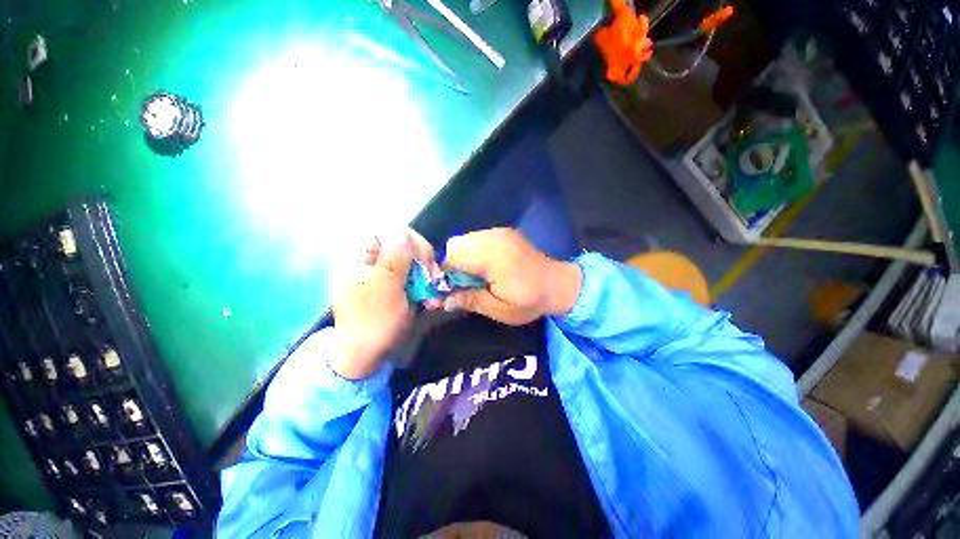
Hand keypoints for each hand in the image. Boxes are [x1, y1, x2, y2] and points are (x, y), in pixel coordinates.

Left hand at [329, 229, 439, 379]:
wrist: (366, 360)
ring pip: (412, 264)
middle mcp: (369, 264)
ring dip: (427, 278)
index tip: (425, 258)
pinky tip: (430, 301)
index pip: (385, 233)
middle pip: (402, 247)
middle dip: (422, 262)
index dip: (409, 240)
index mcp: (357, 260)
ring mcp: (383, 276)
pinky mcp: (395, 288)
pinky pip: (414, 279)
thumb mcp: (384, 290)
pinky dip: (425, 288)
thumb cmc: (372, 325)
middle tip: (434, 278)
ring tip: (433, 296)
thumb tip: (402, 231)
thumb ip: (394, 259)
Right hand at [442, 228, 581, 325]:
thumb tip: (442, 301)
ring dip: (459, 258)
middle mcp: (494, 239)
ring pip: (464, 240)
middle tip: (458, 285)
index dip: (441, 273)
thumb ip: (470, 301)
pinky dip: (471, 252)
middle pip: (455, 244)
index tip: (441, 290)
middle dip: (449, 265)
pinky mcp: (503, 232)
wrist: (559, 284)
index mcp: (494, 258)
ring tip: (470, 277)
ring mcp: (499, 232)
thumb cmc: (531, 301)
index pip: (453, 257)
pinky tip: (481, 267)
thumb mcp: (501, 310)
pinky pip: (475, 238)